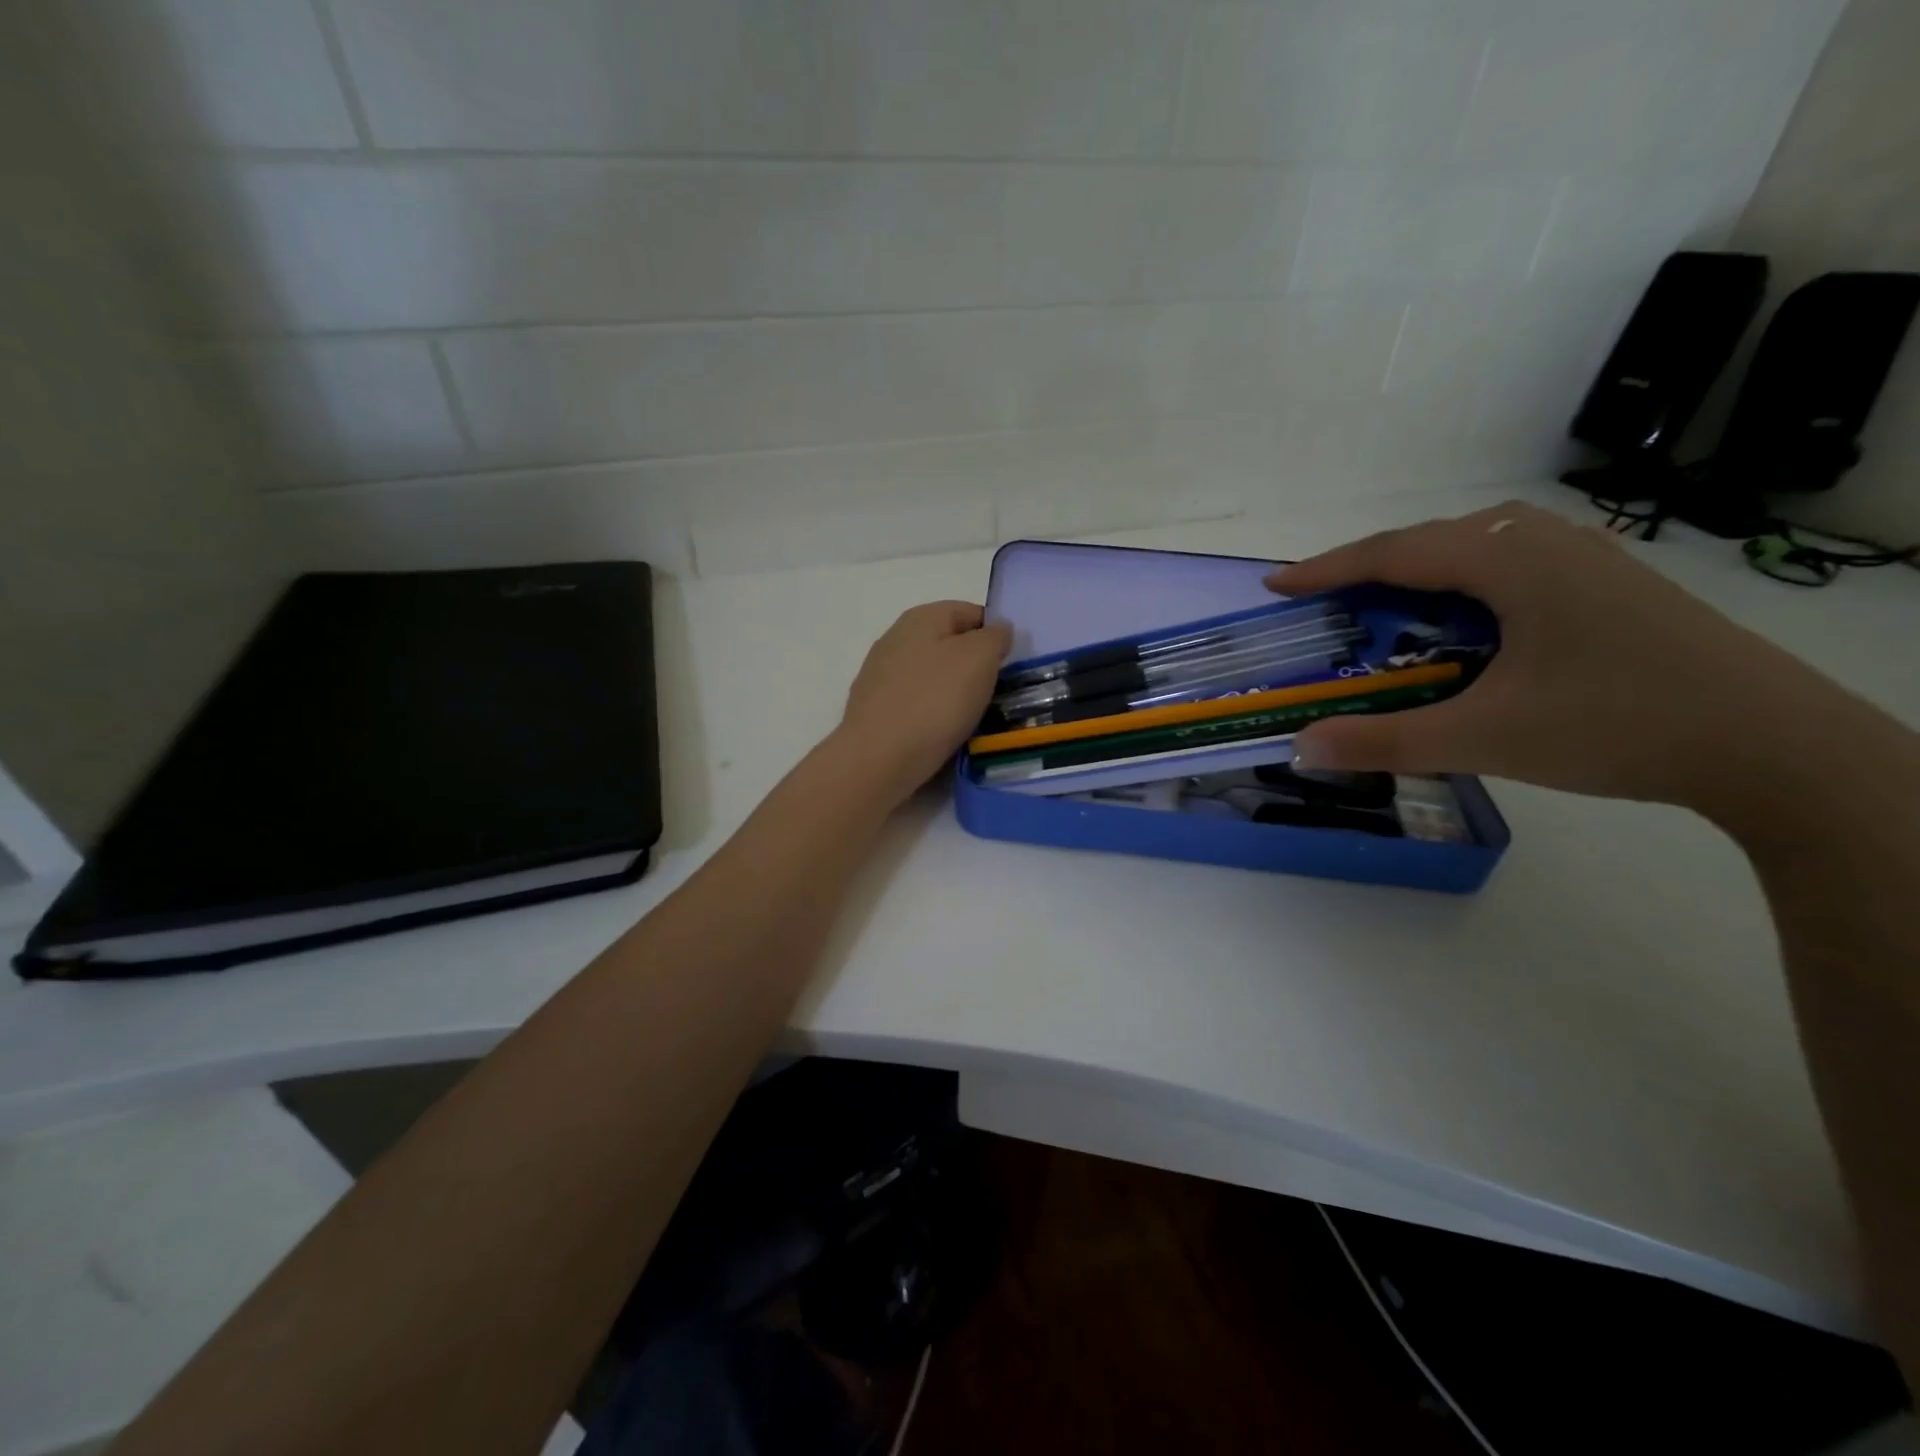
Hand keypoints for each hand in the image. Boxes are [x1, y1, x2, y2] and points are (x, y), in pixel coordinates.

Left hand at [838, 600, 1011, 801]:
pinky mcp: (875, 710)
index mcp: (920, 618)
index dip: (995, 632)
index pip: (969, 612)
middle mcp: (895, 639)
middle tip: (997, 691)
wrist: (878, 759)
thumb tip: (997, 629)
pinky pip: (917, 703)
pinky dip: (934, 713)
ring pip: (932, 676)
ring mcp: (880, 676)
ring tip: (974, 716)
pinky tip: (944, 732)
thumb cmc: (935, 700)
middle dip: (975, 665)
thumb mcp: (979, 659)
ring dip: (955, 692)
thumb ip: (994, 637)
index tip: (1011, 663)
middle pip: (949, 644)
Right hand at [1268, 501, 1861, 815]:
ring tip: (1387, 611)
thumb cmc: (1617, 726)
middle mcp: (1546, 542)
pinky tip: (1464, 624)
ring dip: (1419, 576)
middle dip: (1369, 570)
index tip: (1276, 585)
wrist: (1774, 746)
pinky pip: (1511, 567)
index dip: (1327, 568)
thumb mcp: (1484, 737)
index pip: (1394, 552)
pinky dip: (1463, 588)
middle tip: (1328, 606)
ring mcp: (1587, 559)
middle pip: (1432, 541)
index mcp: (1510, 561)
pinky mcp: (1610, 584)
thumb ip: (1384, 740)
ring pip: (1476, 549)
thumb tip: (1302, 747)